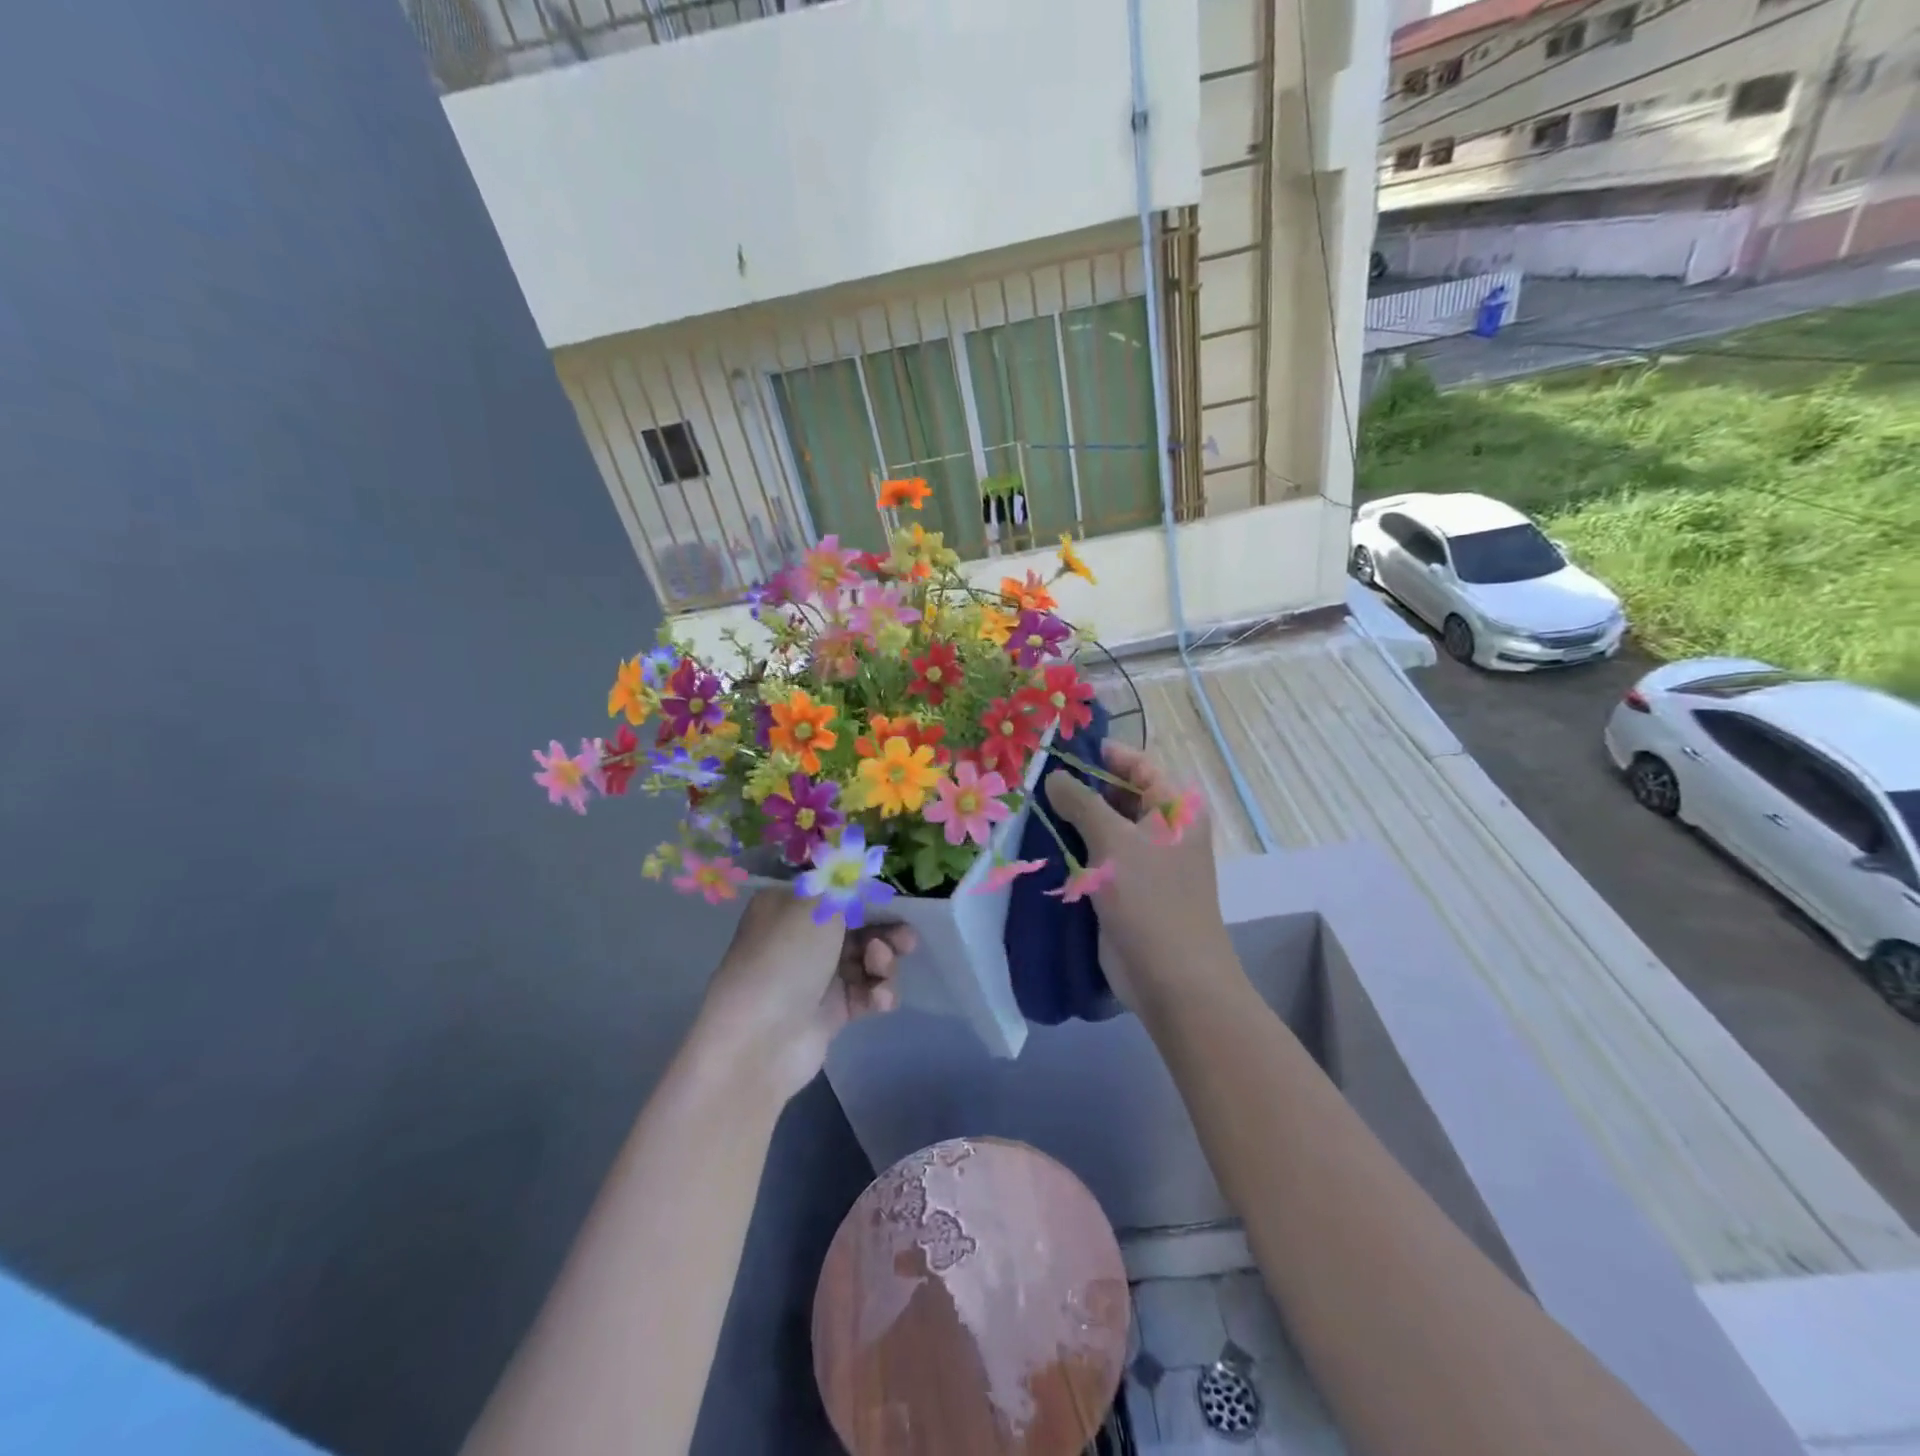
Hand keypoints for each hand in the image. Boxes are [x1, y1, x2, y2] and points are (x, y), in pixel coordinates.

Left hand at [696, 891, 914, 1103]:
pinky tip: (880, 999)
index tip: (892, 899)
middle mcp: (801, 938)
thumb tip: (858, 870)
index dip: (865, 895)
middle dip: (885, 931)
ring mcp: (816, 976)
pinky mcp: (832, 1011)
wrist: (760, 1040)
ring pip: (866, 959)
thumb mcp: (816, 905)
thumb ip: (846, 886)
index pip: (834, 892)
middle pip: (856, 926)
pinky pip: (866, 993)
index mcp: (788, 906)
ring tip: (881, 969)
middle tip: (907, 939)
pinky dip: (878, 993)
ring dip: (883, 962)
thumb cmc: (785, 957)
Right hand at [1045, 743, 1227, 1012]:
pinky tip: (1040, 842)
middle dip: (1080, 788)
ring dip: (1072, 820)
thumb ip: (1081, 803)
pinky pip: (1097, 857)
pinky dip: (1073, 848)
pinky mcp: (1125, 888)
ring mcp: (1144, 860)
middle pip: (1118, 795)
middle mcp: (1162, 828)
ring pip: (1104, 827)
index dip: (1102, 754)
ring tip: (1030, 806)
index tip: (1060, 750)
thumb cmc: (1149, 898)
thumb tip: (1055, 777)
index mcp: (1174, 808)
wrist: (1171, 978)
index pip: (1138, 765)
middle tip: (1035, 780)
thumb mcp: (1113, 841)